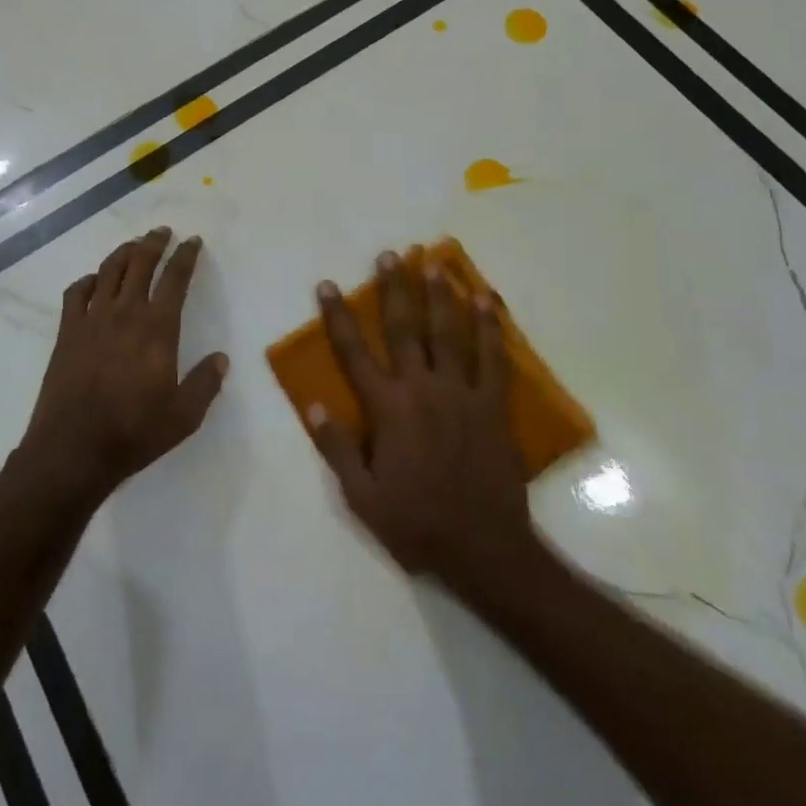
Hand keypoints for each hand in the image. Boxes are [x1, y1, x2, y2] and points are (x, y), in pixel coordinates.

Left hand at [18, 227, 228, 507]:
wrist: (73, 449)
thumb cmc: (134, 433)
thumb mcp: (184, 416)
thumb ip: (206, 384)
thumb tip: (221, 359)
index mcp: (157, 328)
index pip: (175, 278)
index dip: (186, 256)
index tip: (193, 241)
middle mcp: (125, 313)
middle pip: (140, 263)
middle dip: (154, 242)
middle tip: (162, 231)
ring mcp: (92, 320)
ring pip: (108, 271)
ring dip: (124, 252)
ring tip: (134, 245)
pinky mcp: (67, 333)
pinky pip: (76, 293)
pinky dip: (88, 280)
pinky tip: (94, 282)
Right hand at [310, 251, 538, 599]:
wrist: (485, 550)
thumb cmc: (417, 524)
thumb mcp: (362, 497)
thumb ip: (336, 448)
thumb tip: (312, 404)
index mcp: (388, 410)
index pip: (354, 353)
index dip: (338, 317)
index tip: (327, 285)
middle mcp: (423, 390)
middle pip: (404, 329)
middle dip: (394, 289)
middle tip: (389, 255)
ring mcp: (462, 394)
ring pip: (448, 333)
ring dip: (439, 295)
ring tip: (434, 262)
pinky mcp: (493, 405)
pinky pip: (493, 357)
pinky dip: (491, 326)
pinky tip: (487, 300)